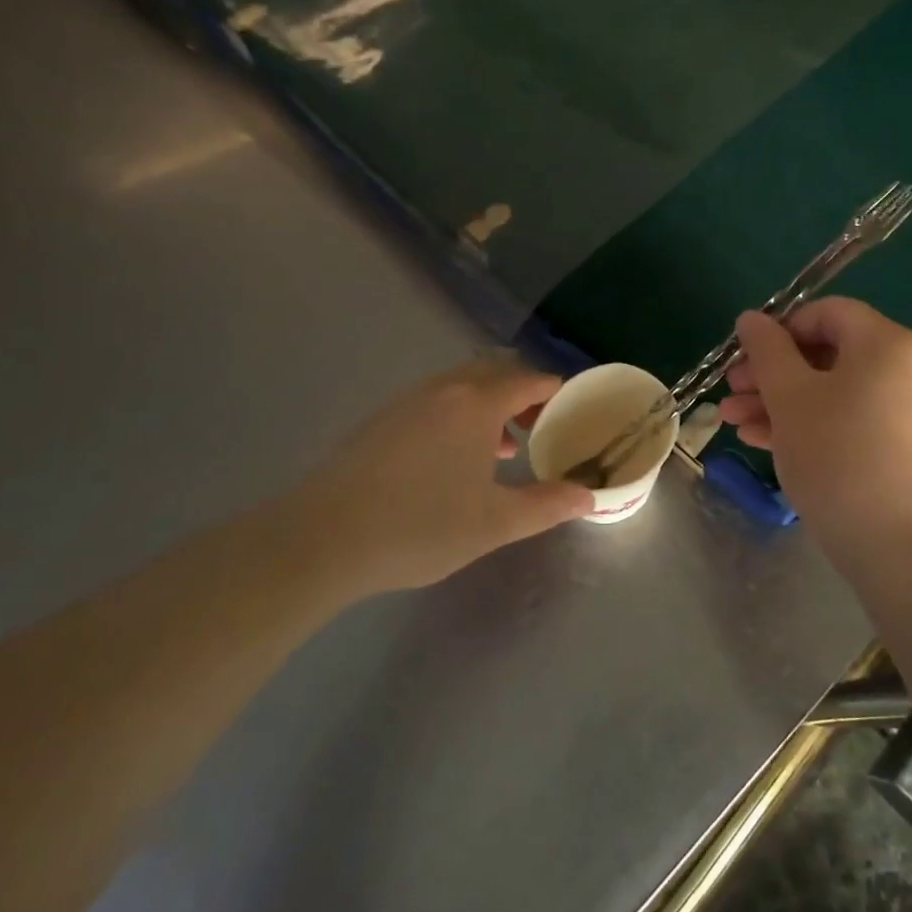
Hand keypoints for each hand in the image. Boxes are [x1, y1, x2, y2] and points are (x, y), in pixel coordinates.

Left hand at [287, 357, 593, 593]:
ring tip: (505, 448)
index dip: (556, 391)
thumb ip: (547, 505)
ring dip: (490, 406)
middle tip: (542, 425)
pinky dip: (459, 417)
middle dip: (524, 393)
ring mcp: (406, 401)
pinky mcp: (380, 420)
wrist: (323, 538)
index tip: (574, 409)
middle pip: (494, 373)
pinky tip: (455, 460)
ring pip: (461, 387)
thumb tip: (588, 496)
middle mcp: (443, 389)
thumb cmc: (421, 526)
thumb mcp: (496, 522)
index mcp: (476, 403)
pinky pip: (434, 402)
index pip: (528, 379)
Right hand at [719, 298, 911, 568]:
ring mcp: (910, 412)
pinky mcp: (906, 450)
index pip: (826, 313)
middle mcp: (906, 369)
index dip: (778, 329)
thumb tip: (751, 317)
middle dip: (770, 373)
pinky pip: (851, 422)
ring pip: (834, 393)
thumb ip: (767, 351)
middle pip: (827, 355)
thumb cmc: (840, 458)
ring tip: (733, 424)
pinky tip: (765, 443)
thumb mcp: (790, 398)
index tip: (743, 358)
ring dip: (781, 404)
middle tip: (730, 393)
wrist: (907, 550)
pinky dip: (811, 426)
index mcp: (886, 343)